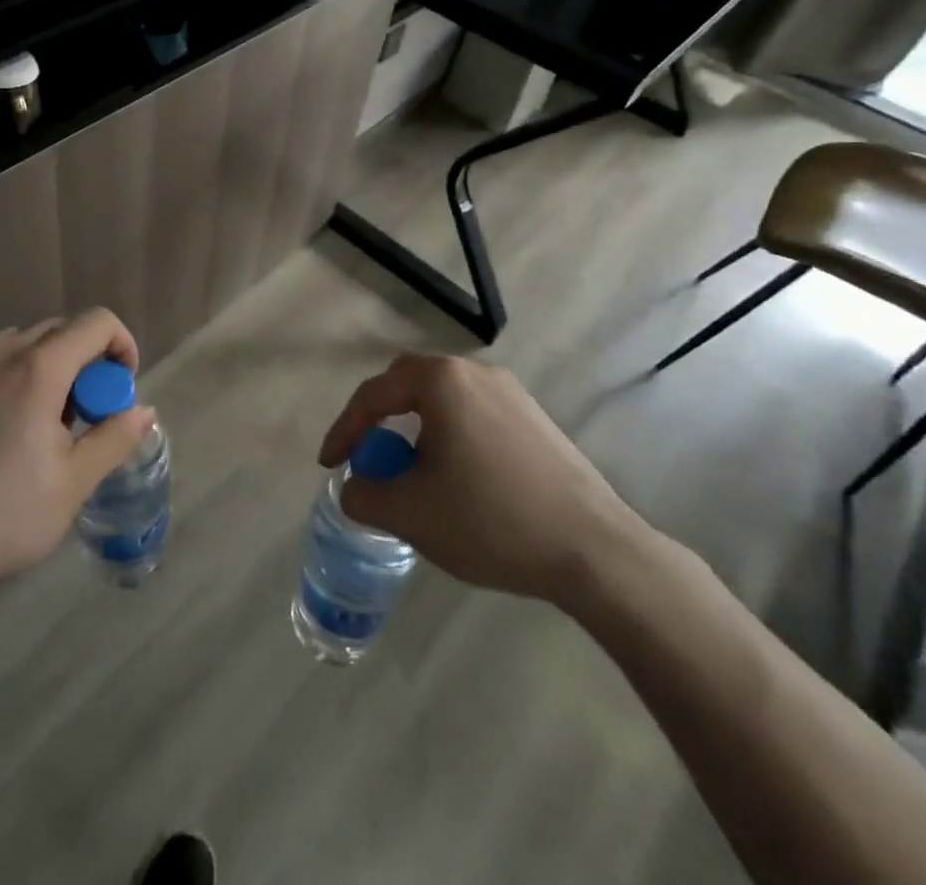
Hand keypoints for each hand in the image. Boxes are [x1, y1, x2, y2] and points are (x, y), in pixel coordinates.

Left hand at [0, 310, 156, 600]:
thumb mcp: (71, 485)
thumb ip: (114, 438)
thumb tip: (143, 410)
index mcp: (38, 368)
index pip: (96, 322)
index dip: (121, 345)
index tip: (120, 388)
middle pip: (58, 330)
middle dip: (83, 362)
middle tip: (81, 415)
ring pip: (16, 346)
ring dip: (42, 370)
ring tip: (34, 426)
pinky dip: (2, 382)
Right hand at [318, 354, 641, 606]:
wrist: (596, 551)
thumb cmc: (492, 521)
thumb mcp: (410, 514)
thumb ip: (364, 496)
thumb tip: (356, 487)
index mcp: (441, 381)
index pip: (373, 395)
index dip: (343, 430)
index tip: (329, 465)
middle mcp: (475, 373)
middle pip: (408, 384)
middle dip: (380, 419)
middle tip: (368, 455)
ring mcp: (512, 394)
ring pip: (444, 402)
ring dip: (417, 431)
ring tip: (413, 475)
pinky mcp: (537, 420)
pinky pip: (475, 416)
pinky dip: (451, 439)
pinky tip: (459, 481)